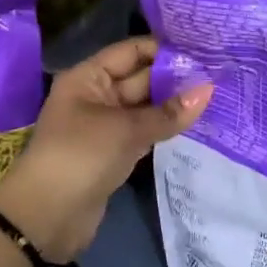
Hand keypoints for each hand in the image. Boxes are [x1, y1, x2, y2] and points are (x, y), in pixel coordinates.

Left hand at [0, 37, 211, 263]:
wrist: (47, 217)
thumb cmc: (81, 156)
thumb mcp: (126, 130)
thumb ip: (169, 112)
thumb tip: (209, 89)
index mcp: (88, 77)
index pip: (131, 51)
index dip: (164, 49)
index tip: (203, 50)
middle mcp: (97, 95)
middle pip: (141, 78)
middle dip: (175, 78)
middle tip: (219, 74)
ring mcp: (106, 125)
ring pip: (145, 107)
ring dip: (174, 104)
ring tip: (216, 95)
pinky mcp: (114, 152)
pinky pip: (144, 131)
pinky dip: (166, 128)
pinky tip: (196, 124)